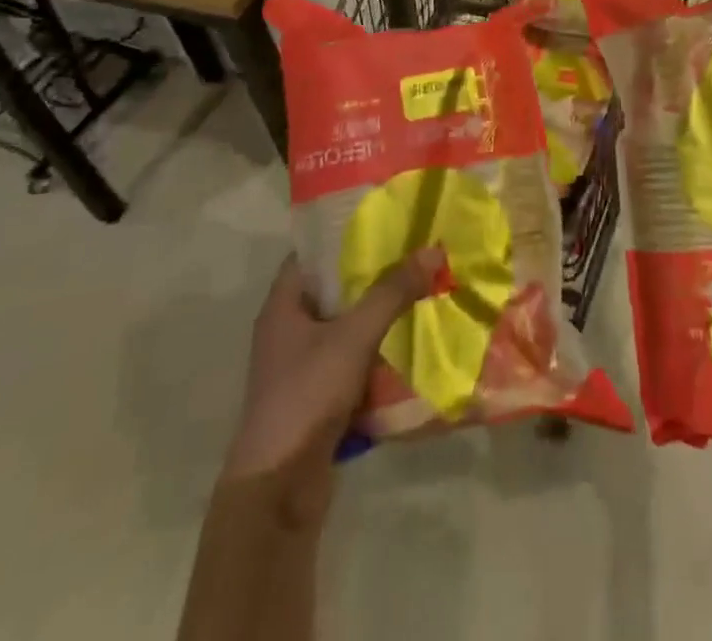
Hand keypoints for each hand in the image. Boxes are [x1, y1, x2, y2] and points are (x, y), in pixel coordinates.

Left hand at [225, 250, 439, 529]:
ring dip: (382, 312)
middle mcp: (289, 330)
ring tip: (424, 288)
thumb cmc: (305, 396)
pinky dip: (380, 349)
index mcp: (283, 306)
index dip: (346, 233)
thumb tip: (433, 250)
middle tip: (417, 251)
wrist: (278, 492)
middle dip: (375, 273)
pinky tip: (414, 339)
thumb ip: (392, 292)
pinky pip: (354, 359)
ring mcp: (304, 366)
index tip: (386, 220)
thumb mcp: (353, 336)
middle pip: (336, 289)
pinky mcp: (320, 397)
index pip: (313, 253)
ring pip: (348, 325)